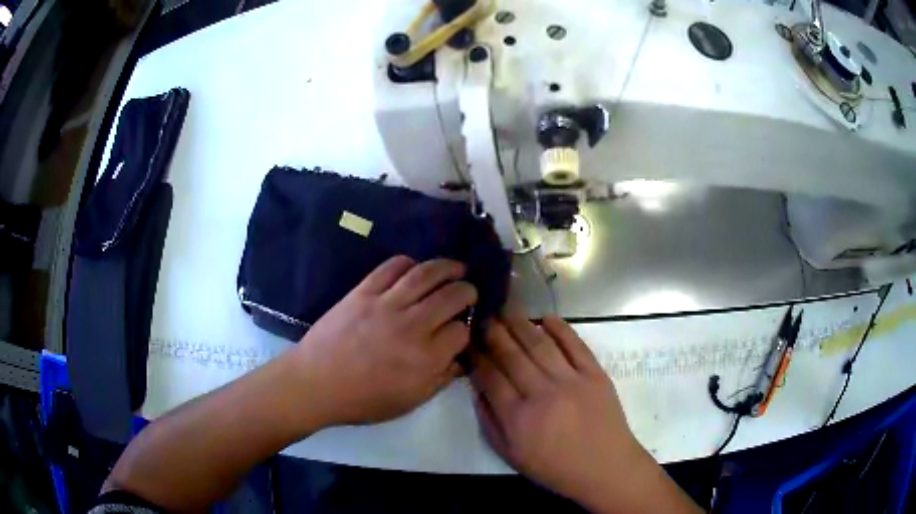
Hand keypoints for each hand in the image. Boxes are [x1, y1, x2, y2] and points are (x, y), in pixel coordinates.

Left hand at [290, 256, 476, 427]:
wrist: (316, 383)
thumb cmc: (364, 400)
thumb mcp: (410, 401)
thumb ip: (440, 379)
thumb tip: (460, 360)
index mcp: (425, 359)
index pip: (461, 332)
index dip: (466, 329)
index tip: (460, 331)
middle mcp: (412, 326)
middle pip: (452, 297)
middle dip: (467, 291)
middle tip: (469, 292)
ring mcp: (386, 305)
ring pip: (426, 275)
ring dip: (447, 267)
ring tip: (457, 268)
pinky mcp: (363, 292)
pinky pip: (391, 268)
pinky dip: (408, 263)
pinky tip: (416, 267)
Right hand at [470, 315, 699, 512]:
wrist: (605, 467)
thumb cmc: (555, 467)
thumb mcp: (511, 456)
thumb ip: (490, 423)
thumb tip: (478, 390)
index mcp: (518, 418)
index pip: (491, 377)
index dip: (478, 357)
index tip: (469, 342)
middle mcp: (542, 393)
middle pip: (512, 356)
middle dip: (493, 333)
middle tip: (483, 316)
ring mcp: (571, 381)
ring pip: (540, 345)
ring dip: (521, 325)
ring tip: (507, 311)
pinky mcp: (595, 374)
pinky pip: (575, 345)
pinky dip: (560, 328)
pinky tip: (546, 318)